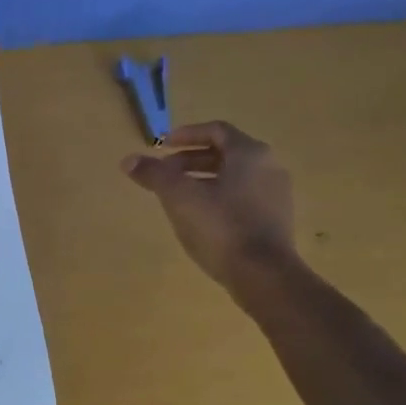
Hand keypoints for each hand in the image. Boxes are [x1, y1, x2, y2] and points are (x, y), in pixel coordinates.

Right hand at [122, 121, 296, 293]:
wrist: (262, 274)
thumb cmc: (220, 226)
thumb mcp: (179, 197)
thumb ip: (154, 174)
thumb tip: (129, 160)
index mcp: (249, 153)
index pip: (216, 131)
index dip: (187, 134)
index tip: (163, 145)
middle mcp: (268, 166)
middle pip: (225, 153)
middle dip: (190, 160)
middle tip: (164, 173)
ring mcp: (276, 194)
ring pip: (234, 176)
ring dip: (203, 179)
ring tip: (178, 196)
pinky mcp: (276, 219)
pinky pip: (243, 196)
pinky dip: (219, 197)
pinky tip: (201, 217)